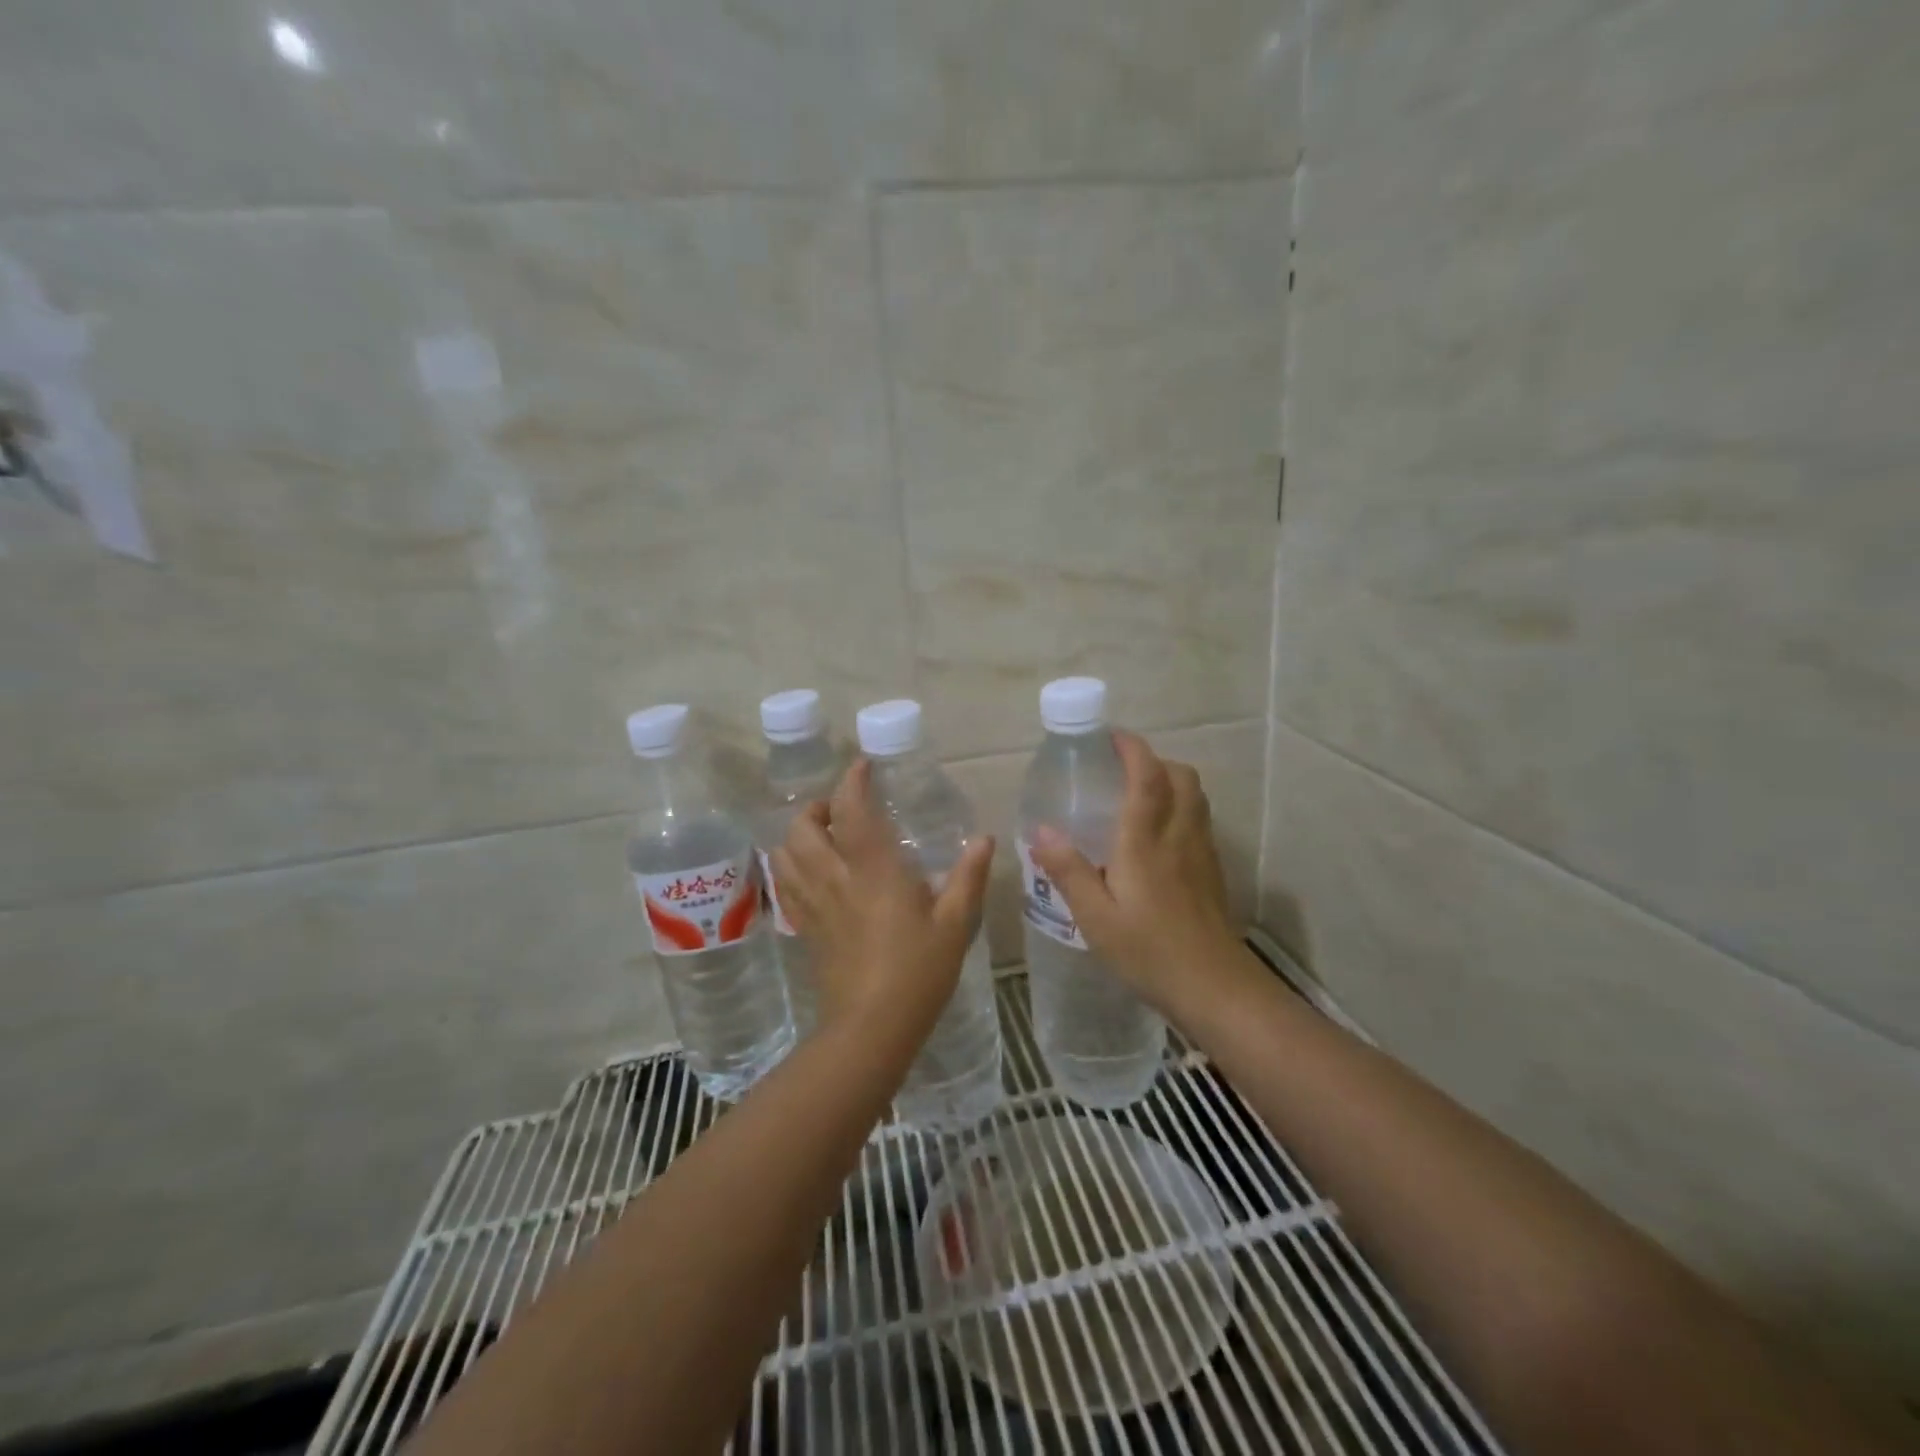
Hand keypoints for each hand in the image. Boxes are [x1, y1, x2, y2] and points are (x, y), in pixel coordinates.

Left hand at [770, 758, 993, 1037]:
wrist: (871, 1028)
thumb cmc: (918, 971)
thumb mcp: (954, 923)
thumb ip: (968, 876)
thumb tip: (983, 838)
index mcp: (873, 869)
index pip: (851, 809)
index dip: (853, 781)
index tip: (863, 766)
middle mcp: (835, 877)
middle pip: (802, 826)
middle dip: (818, 807)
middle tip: (844, 810)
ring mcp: (814, 904)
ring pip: (785, 853)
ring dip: (799, 834)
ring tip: (826, 837)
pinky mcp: (805, 928)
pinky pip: (786, 886)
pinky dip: (791, 867)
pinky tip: (814, 874)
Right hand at [1028, 731, 1239, 1008]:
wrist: (1215, 988)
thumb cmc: (1149, 951)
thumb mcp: (1095, 917)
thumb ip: (1069, 871)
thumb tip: (1041, 831)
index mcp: (1146, 840)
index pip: (1146, 777)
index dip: (1132, 748)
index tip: (1111, 736)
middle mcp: (1179, 835)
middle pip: (1180, 776)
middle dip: (1153, 760)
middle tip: (1121, 768)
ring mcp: (1202, 852)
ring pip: (1194, 796)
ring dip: (1170, 781)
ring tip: (1138, 795)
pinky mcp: (1212, 871)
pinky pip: (1199, 820)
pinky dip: (1180, 807)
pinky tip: (1157, 837)